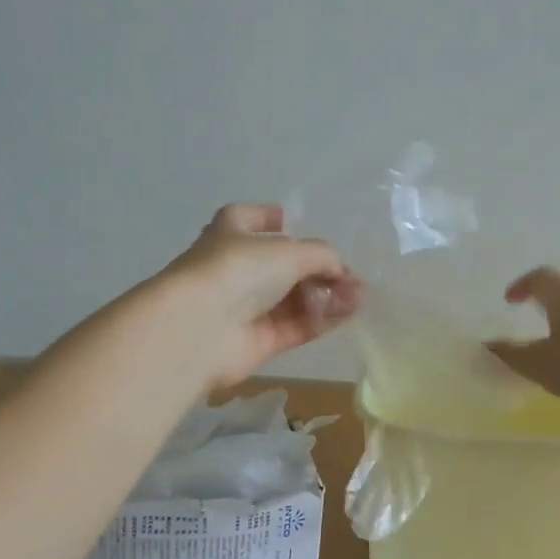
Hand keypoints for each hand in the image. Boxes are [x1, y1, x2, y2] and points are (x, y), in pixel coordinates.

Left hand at [160, 204, 363, 390]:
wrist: (200, 328)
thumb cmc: (238, 270)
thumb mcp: (289, 250)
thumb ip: (322, 256)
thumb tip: (340, 272)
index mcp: (231, 232)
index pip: (249, 218)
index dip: (270, 218)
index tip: (292, 221)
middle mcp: (237, 268)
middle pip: (284, 264)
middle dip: (320, 269)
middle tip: (351, 277)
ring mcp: (247, 307)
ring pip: (294, 298)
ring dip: (328, 295)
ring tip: (359, 296)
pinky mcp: (259, 340)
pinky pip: (297, 326)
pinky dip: (322, 319)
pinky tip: (349, 312)